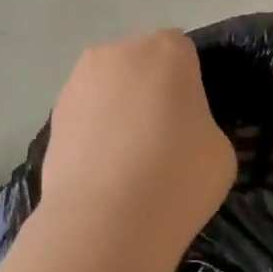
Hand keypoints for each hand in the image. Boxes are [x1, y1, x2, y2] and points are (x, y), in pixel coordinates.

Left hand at [42, 30, 236, 254]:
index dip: (189, 84)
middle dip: (150, 91)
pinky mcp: (53, 117)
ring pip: (108, 88)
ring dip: (118, 110)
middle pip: (140, 64)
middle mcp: (117, 53)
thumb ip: (201, 124)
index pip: (182, 51)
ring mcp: (77, 83)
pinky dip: (94, 135)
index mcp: (166, 51)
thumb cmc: (177, 176)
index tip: (192, 119)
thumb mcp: (220, 150)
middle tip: (162, 139)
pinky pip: (85, 117)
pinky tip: (104, 173)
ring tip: (128, 161)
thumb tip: (180, 131)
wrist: (105, 220)